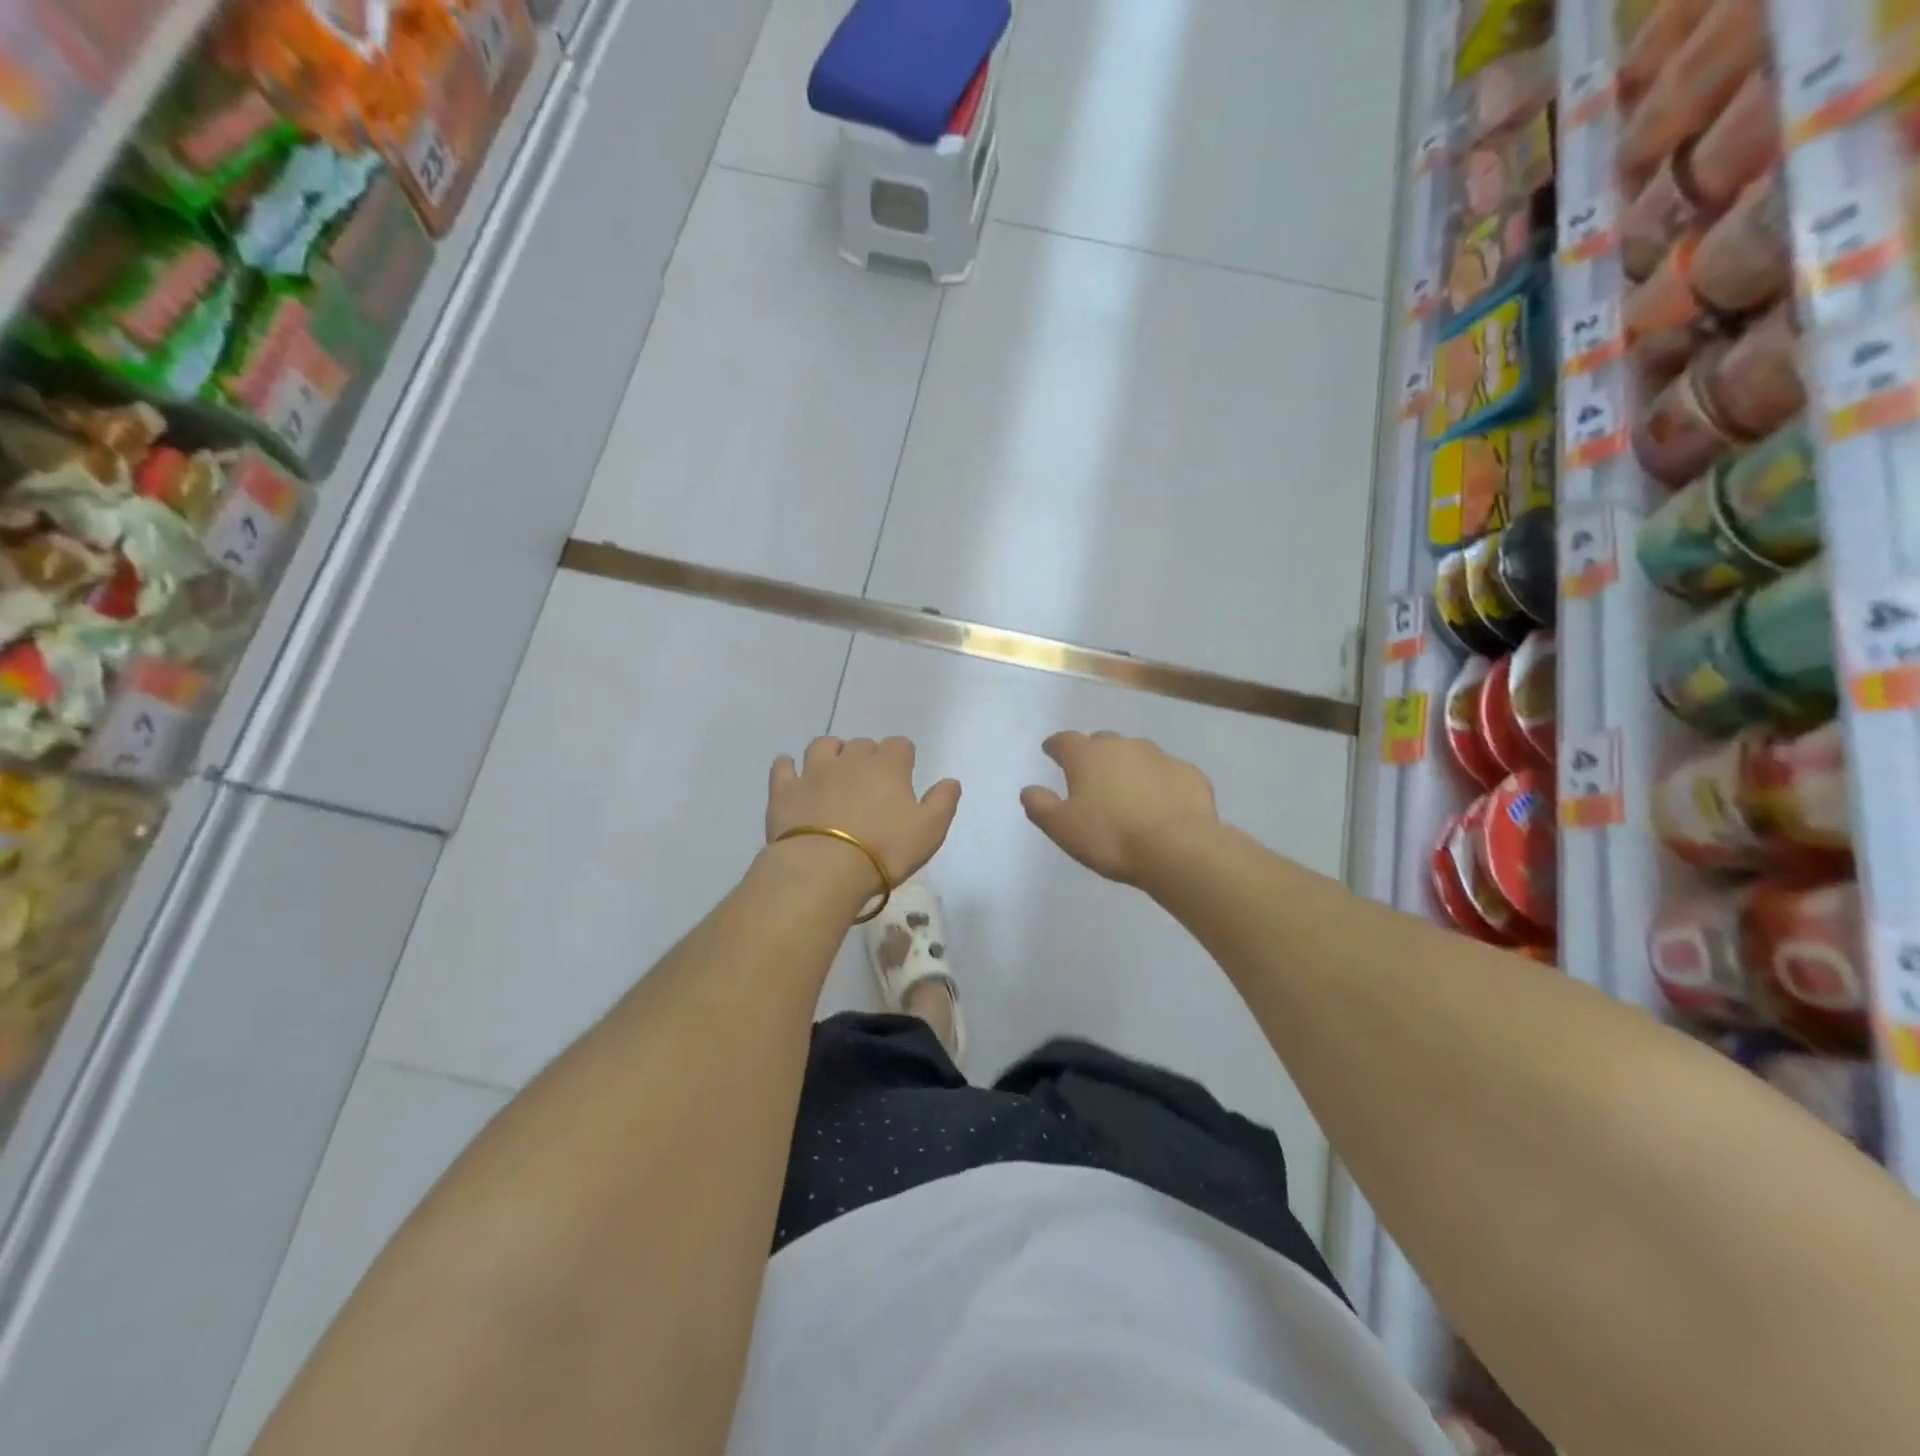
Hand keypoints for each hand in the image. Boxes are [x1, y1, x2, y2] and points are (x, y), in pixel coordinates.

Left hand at [765, 737, 960, 898]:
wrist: (824, 868)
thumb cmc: (885, 850)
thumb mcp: (929, 831)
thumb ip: (943, 802)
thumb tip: (950, 781)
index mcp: (888, 766)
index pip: (900, 745)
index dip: (903, 759)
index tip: (902, 779)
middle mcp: (851, 759)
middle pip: (863, 744)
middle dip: (868, 758)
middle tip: (870, 787)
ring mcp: (814, 771)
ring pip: (823, 745)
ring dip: (831, 753)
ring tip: (834, 774)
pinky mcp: (785, 789)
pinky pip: (784, 766)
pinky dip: (789, 768)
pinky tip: (793, 776)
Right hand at [1021, 731, 1218, 884]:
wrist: (1179, 848)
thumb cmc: (1111, 837)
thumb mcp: (1062, 828)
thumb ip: (1040, 806)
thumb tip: (1028, 790)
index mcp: (1087, 756)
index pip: (1064, 740)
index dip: (1055, 746)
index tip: (1051, 752)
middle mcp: (1123, 746)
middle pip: (1102, 742)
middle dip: (1093, 755)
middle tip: (1090, 777)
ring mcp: (1160, 756)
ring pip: (1137, 754)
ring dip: (1128, 766)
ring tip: (1127, 791)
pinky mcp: (1189, 773)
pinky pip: (1167, 773)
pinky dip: (1159, 782)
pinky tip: (1161, 803)